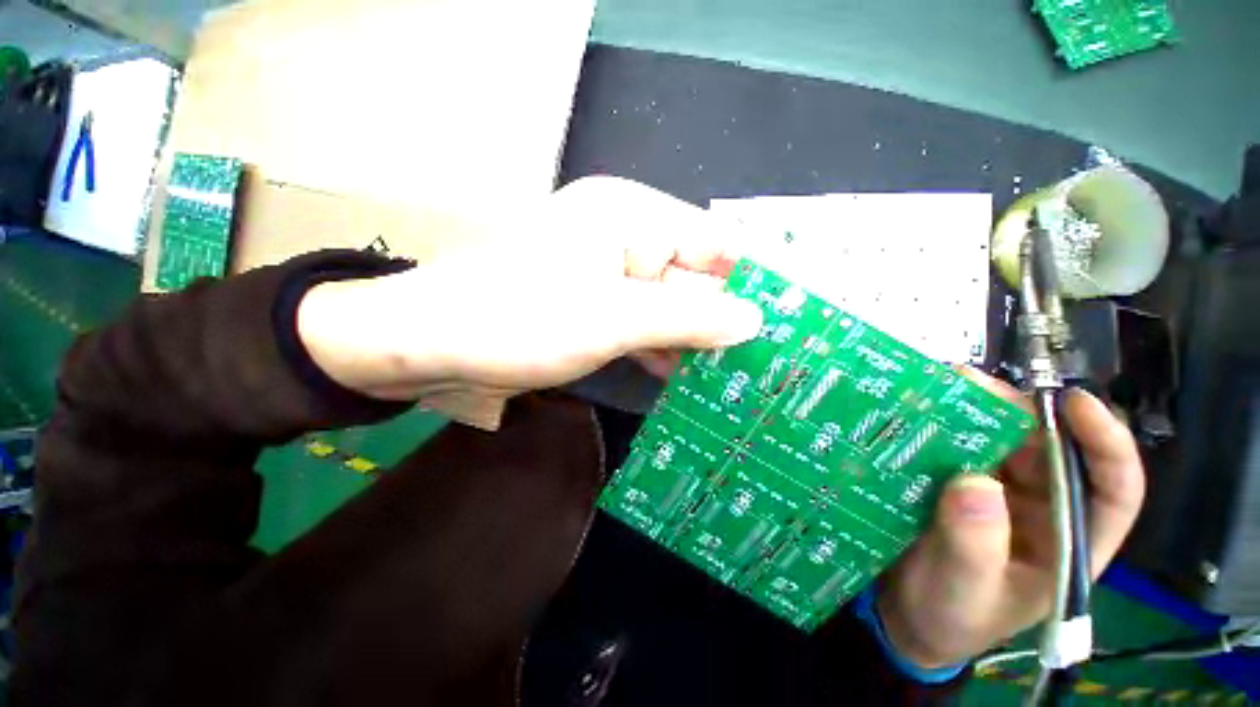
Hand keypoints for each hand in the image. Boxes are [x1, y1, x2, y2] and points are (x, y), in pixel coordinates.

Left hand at [296, 177, 763, 400]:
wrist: (432, 344)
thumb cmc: (520, 320)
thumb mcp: (614, 318)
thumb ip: (688, 317)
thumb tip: (753, 319)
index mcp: (631, 217)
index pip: (714, 242)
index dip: (753, 278)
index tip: (791, 317)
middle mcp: (623, 238)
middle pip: (693, 276)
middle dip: (726, 317)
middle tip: (768, 358)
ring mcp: (607, 274)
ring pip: (669, 305)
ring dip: (696, 339)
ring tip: (738, 375)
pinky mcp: (592, 305)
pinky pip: (644, 323)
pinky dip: (664, 348)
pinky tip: (685, 378)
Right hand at [877, 373, 1145, 667]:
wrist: (908, 614)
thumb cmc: (953, 615)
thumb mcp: (967, 589)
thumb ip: (975, 545)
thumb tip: (975, 483)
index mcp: (1068, 541)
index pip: (1111, 490)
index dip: (1105, 443)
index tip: (1075, 403)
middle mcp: (1042, 509)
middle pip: (1048, 450)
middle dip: (1017, 413)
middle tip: (971, 385)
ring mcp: (998, 495)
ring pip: (999, 443)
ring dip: (973, 415)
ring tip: (938, 391)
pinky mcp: (958, 485)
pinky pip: (957, 450)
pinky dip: (940, 429)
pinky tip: (917, 415)